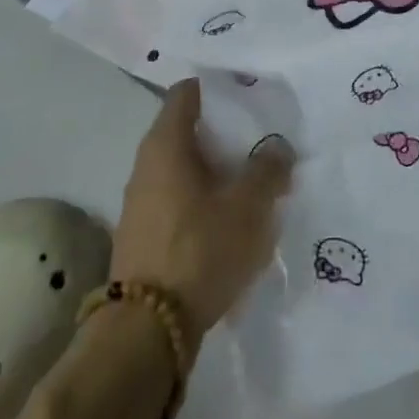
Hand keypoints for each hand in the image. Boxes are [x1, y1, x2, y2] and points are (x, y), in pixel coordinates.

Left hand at [110, 79, 293, 334]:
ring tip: (252, 183)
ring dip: (216, 170)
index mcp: (166, 143)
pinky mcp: (144, 232)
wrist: (147, 330)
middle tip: (261, 141)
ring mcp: (140, 200)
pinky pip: (178, 198)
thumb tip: (277, 148)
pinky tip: (230, 220)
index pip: (187, 92)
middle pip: (188, 130)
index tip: (249, 97)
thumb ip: (268, 170)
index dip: (218, 89)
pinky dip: (203, 198)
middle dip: (225, 133)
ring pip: (184, 167)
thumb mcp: (248, 207)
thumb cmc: (199, 249)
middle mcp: (146, 163)